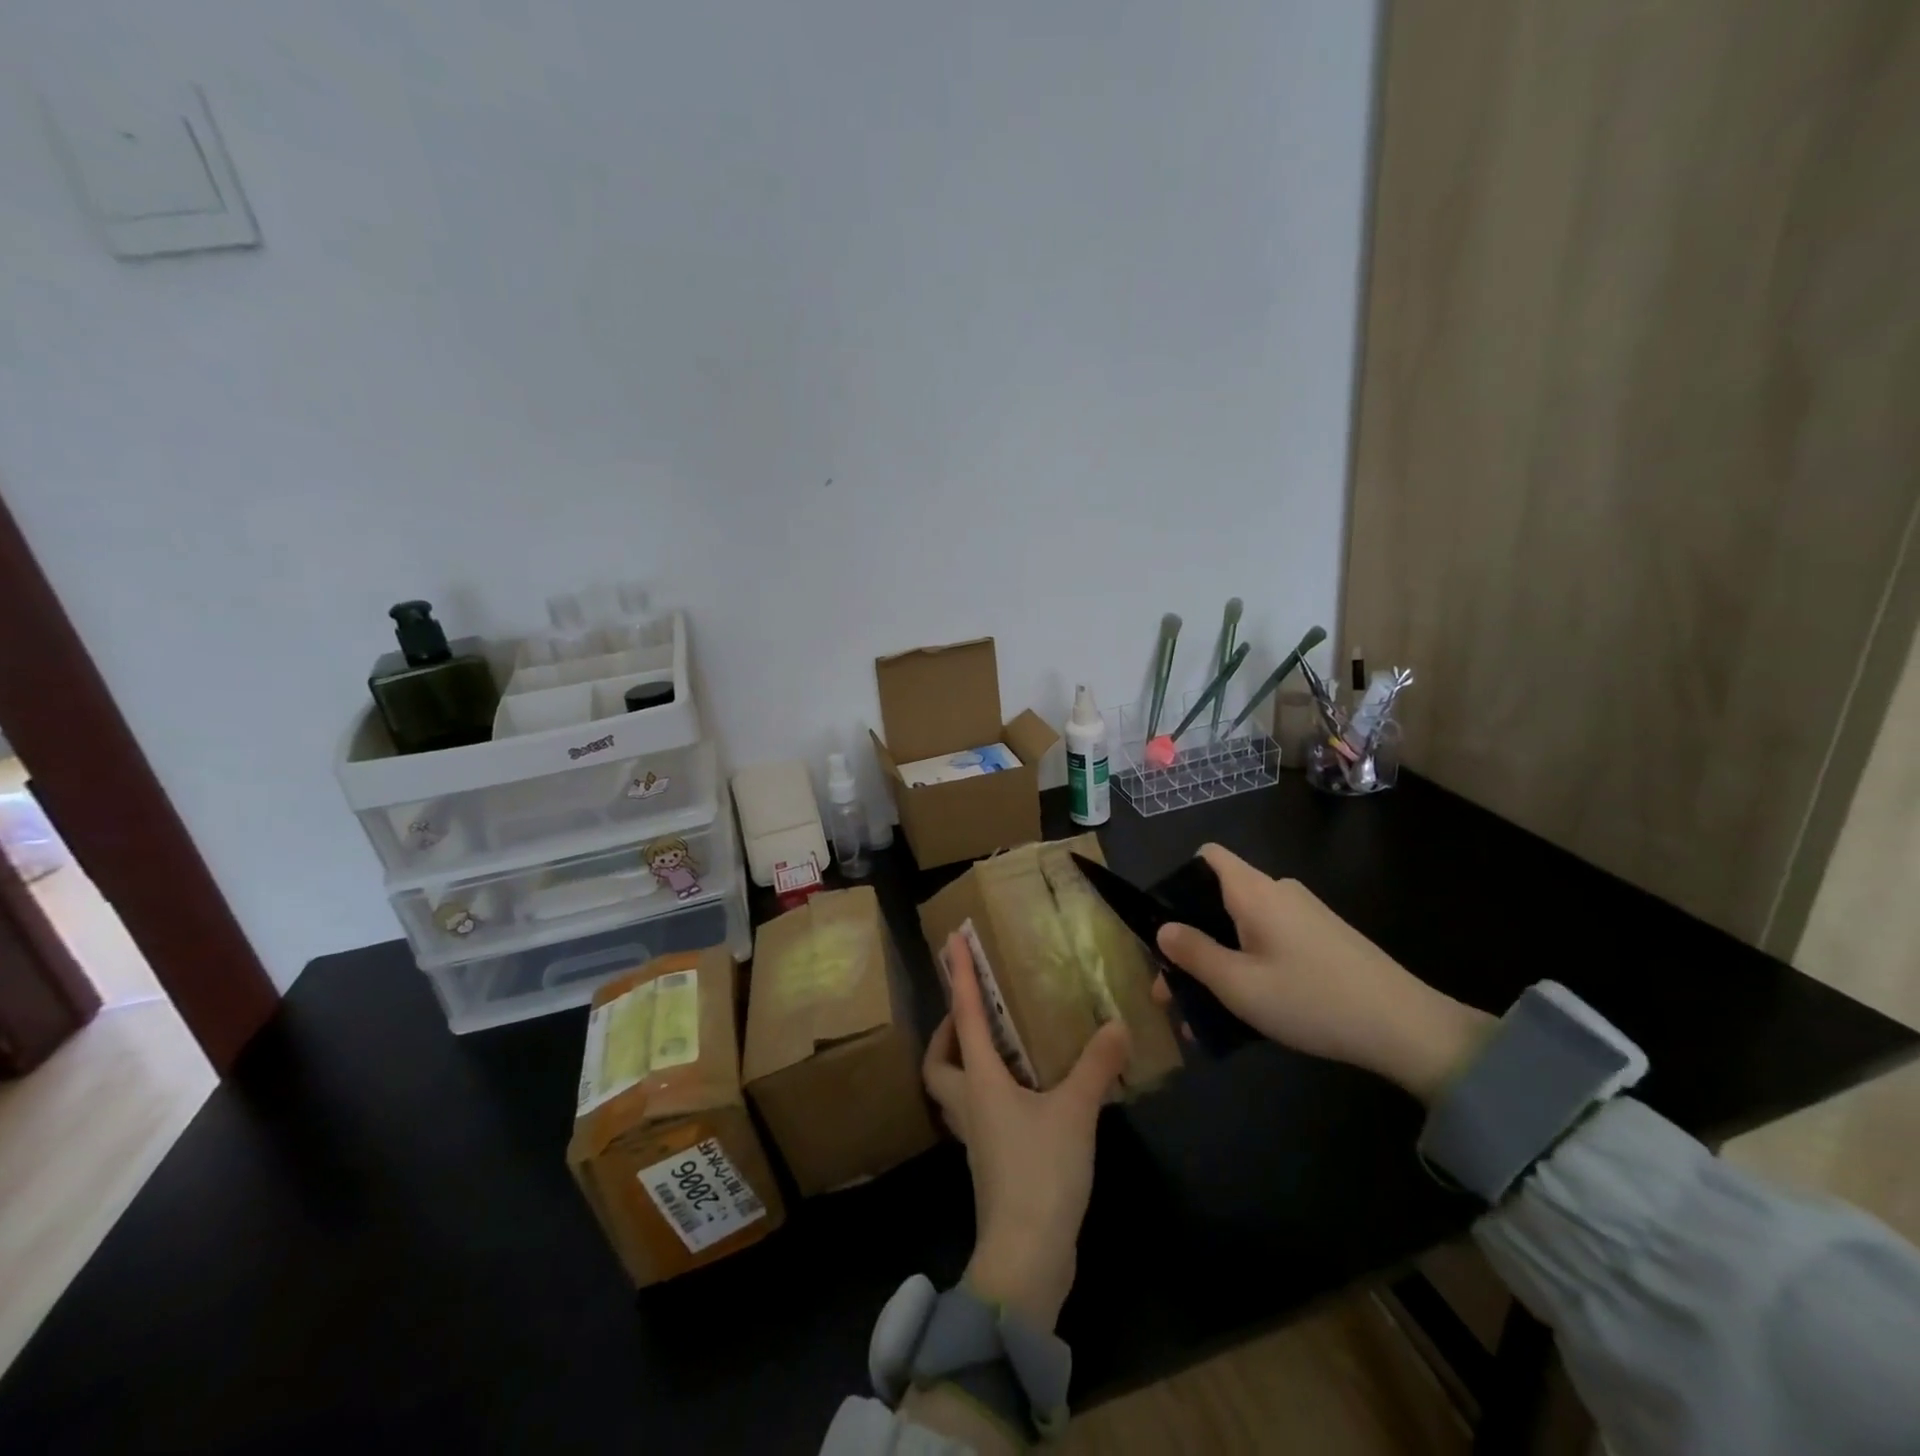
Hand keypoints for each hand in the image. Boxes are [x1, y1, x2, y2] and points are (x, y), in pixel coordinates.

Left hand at [922, 931, 1130, 1331]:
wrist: (1026, 1257)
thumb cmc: (1040, 1173)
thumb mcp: (1074, 1112)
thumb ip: (1096, 1066)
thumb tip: (1116, 1024)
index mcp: (979, 1082)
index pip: (963, 1015)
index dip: (958, 975)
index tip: (952, 941)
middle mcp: (969, 1105)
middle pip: (938, 1062)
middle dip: (946, 1033)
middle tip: (971, 1012)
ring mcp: (977, 1138)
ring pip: (955, 1090)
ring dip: (966, 1063)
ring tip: (1001, 1045)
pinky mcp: (992, 1163)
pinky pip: (980, 1113)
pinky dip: (992, 1092)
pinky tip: (1027, 1093)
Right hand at [1154, 844, 1493, 1102]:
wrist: (1407, 1027)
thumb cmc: (1312, 999)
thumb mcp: (1239, 985)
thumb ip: (1194, 954)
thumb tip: (1163, 929)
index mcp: (1254, 891)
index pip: (1207, 856)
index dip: (1178, 880)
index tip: (1166, 923)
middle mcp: (1278, 892)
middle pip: (1221, 897)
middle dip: (1193, 937)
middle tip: (1174, 988)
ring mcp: (1305, 914)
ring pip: (1245, 925)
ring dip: (1220, 959)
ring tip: (1207, 1010)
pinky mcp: (1324, 938)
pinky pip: (1272, 940)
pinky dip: (1251, 964)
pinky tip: (1250, 1009)